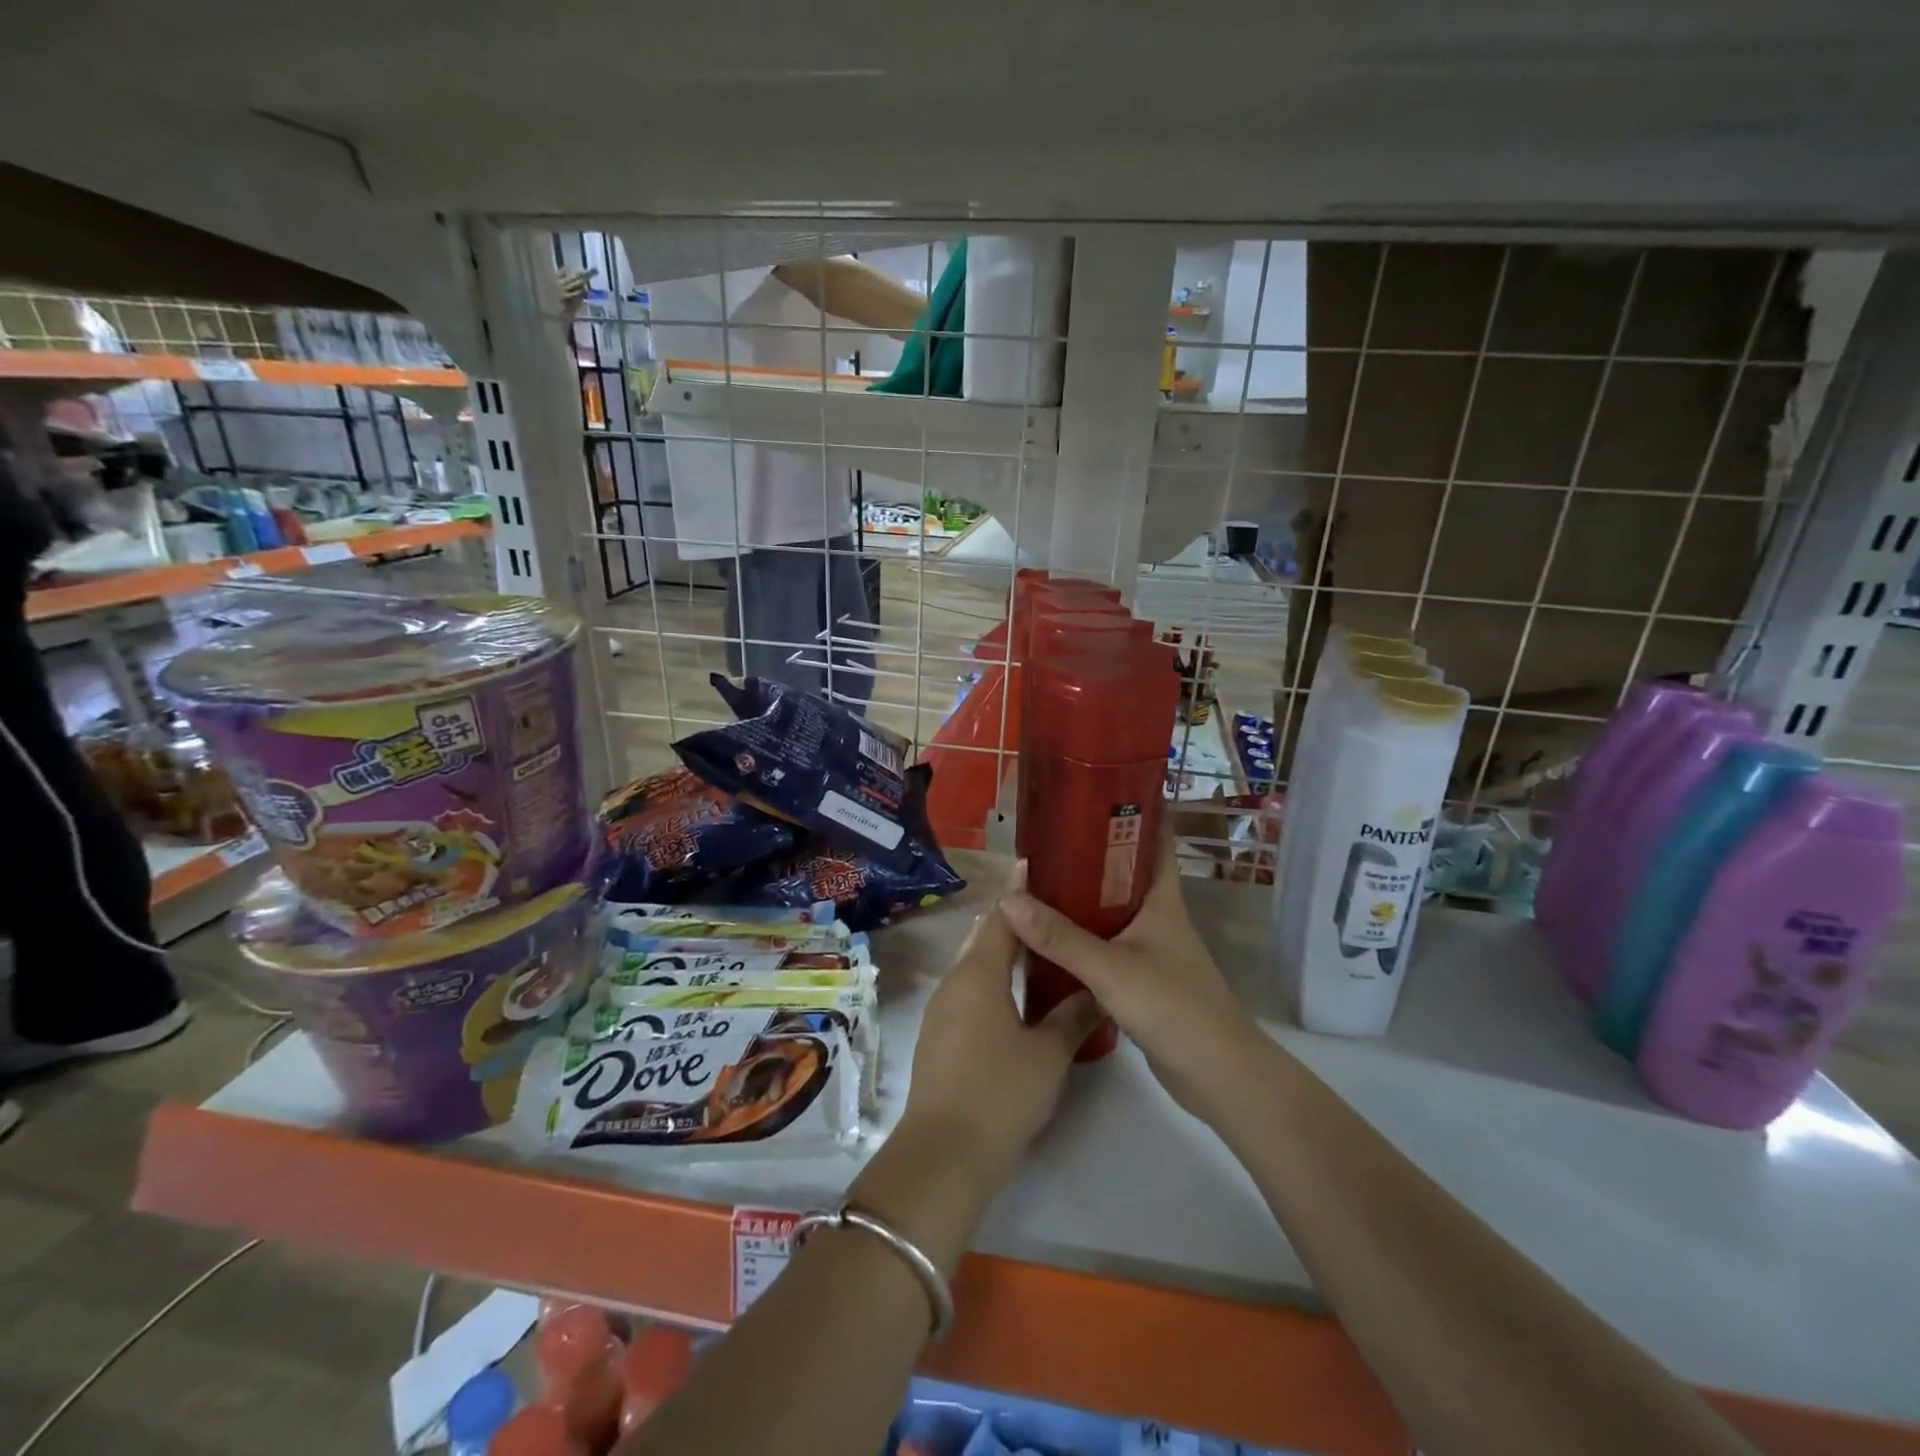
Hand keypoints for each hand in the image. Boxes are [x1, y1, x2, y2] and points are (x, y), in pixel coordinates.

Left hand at [893, 873, 1104, 1187]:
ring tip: (1044, 946)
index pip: (1004, 916)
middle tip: (1056, 909)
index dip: (1024, 893)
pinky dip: (993, 977)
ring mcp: (943, 1007)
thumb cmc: (1000, 1094)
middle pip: (986, 935)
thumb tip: (1098, 989)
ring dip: (1004, 951)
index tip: (1046, 871)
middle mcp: (955, 980)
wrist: (943, 1154)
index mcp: (979, 973)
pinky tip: (1018, 992)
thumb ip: (1074, 1015)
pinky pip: (969, 988)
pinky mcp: (940, 1033)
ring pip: (976, 963)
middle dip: (1016, 920)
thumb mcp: (1049, 1054)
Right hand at [1000, 836, 1264, 1121]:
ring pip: (1110, 911)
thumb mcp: (1110, 968)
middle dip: (1090, 852)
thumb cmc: (1173, 1006)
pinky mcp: (1141, 980)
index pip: (1155, 840)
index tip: (1099, 788)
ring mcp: (1150, 949)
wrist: (1216, 1074)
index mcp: (1161, 899)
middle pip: (1124, 873)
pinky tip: (1049, 937)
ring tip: (1037, 880)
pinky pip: (1104, 945)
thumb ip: (1060, 937)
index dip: (1136, 810)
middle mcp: (1157, 917)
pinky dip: (1080, 937)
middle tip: (1046, 836)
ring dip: (1081, 897)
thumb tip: (1008, 901)